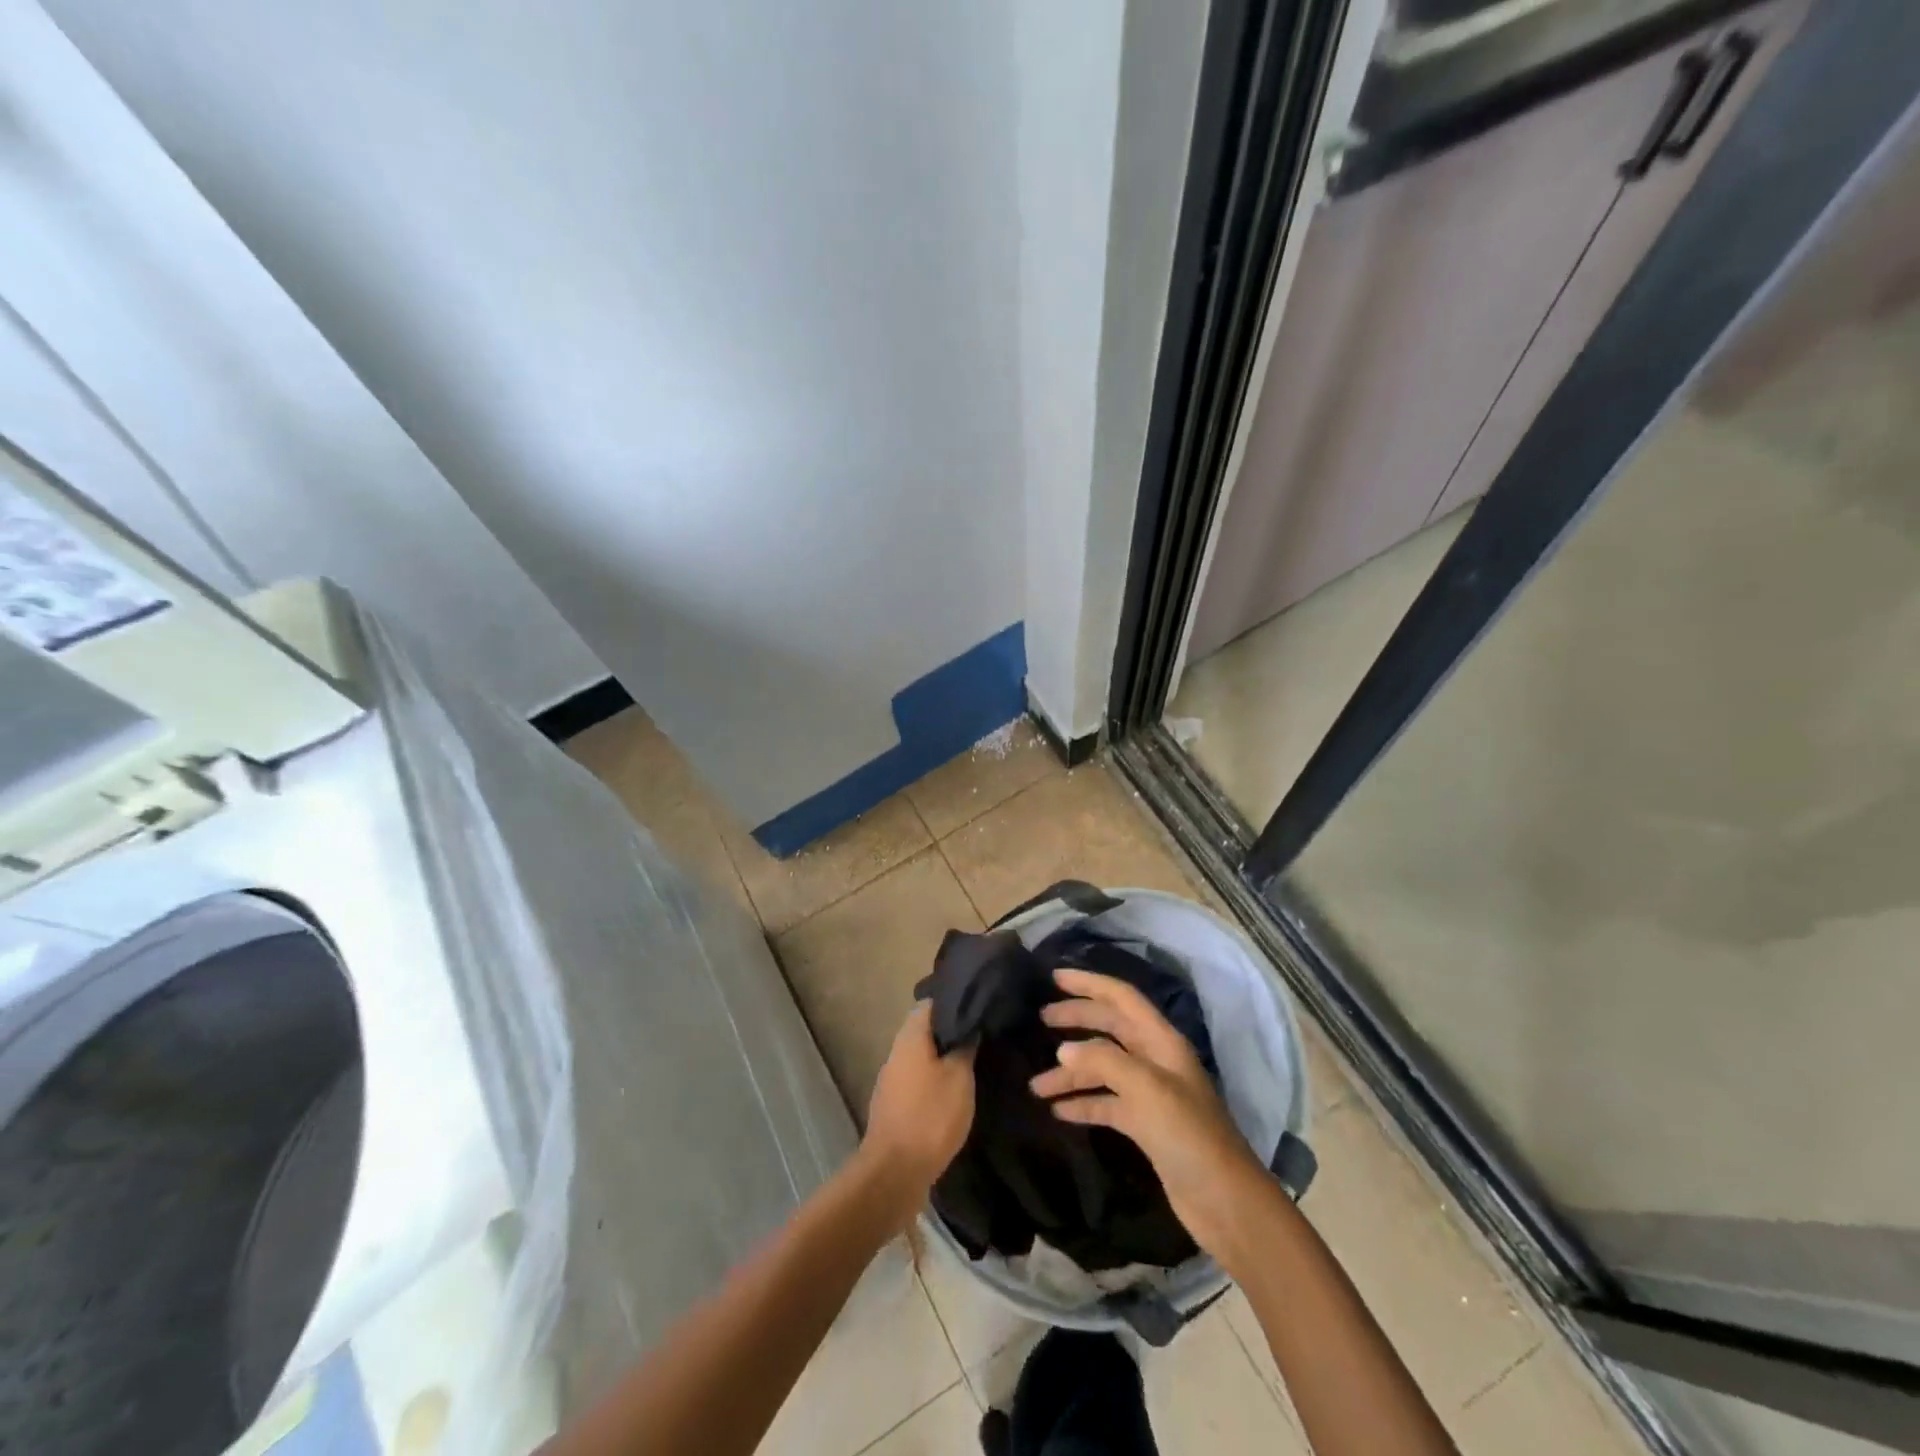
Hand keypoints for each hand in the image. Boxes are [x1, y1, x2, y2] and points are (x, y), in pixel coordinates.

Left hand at [862, 1003, 975, 1217]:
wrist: (895, 1172)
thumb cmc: (931, 1116)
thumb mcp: (959, 1078)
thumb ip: (964, 1047)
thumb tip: (968, 1027)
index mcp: (910, 1037)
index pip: (930, 1004)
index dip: (954, 1002)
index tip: (977, 1006)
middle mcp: (896, 1052)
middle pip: (924, 1030)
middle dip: (950, 1031)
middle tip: (980, 1035)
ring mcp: (891, 1080)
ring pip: (921, 1057)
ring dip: (942, 1058)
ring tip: (972, 1061)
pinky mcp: (893, 1105)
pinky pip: (917, 1080)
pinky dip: (934, 1080)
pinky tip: (954, 1091)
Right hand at [1030, 968, 1269, 1259]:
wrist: (1225, 1202)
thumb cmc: (1189, 1136)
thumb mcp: (1147, 1089)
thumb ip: (1104, 1062)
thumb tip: (1063, 1050)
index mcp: (1161, 1041)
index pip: (1121, 997)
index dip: (1089, 984)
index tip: (1054, 977)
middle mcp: (1155, 1060)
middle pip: (1109, 1028)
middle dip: (1076, 1021)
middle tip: (1040, 1020)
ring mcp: (1150, 1094)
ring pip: (1103, 1069)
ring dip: (1071, 1073)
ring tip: (1036, 1085)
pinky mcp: (1144, 1126)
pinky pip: (1106, 1103)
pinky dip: (1082, 1103)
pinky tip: (1057, 1111)